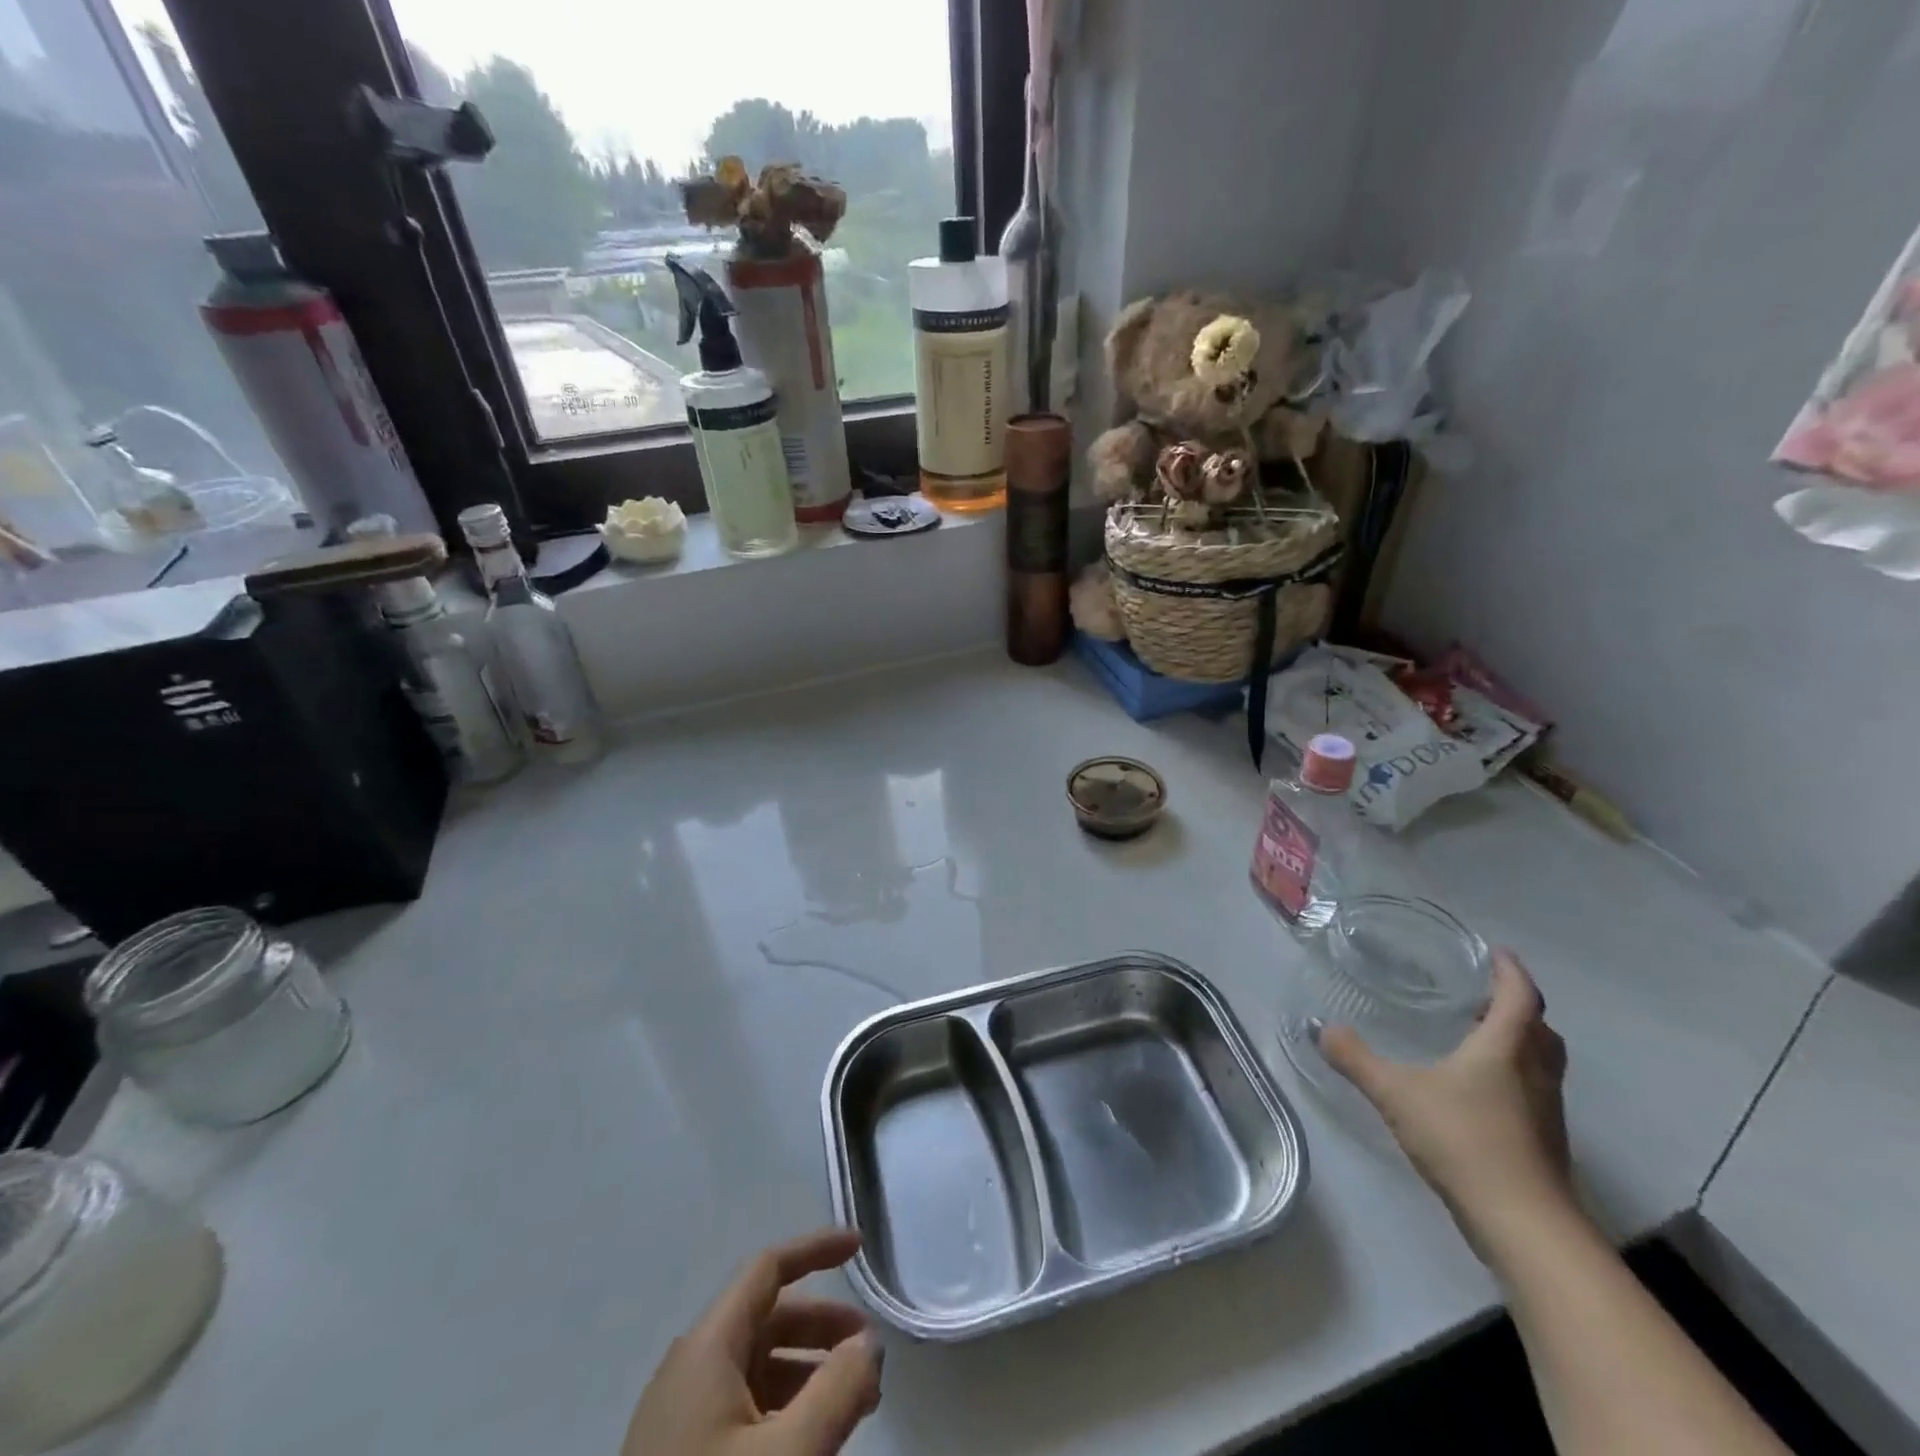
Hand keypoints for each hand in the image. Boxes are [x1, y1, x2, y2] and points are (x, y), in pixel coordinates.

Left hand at [621, 1229, 881, 1455]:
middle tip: (870, 1354)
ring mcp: (680, 1416)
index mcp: (708, 1346)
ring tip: (854, 1405)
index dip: (816, 1250)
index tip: (860, 1248)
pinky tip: (812, 1441)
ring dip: (809, 1372)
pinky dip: (784, 1408)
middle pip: (768, 1319)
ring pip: (757, 1367)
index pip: (768, 1269)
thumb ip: (839, 1390)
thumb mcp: (789, 1455)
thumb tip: (869, 1343)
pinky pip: (741, 1408)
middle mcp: (691, 1367)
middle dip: (823, 1327)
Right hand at [1316, 948, 1575, 1257]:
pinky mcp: (1543, 1142)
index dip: (1510, 971)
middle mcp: (1534, 1073)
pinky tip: (1478, 1090)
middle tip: (1484, 995)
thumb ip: (1355, 1058)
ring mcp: (1545, 1111)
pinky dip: (1514, 1075)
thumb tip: (1320, 1027)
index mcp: (1505, 1049)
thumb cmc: (1463, 1140)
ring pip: (1541, 1061)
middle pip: (1539, 1028)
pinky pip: (1534, 1091)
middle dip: (1517, 1006)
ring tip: (1479, 1037)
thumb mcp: (1395, 1093)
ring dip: (1519, 1041)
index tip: (1496, 952)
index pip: (1519, 997)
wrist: (1523, 1225)